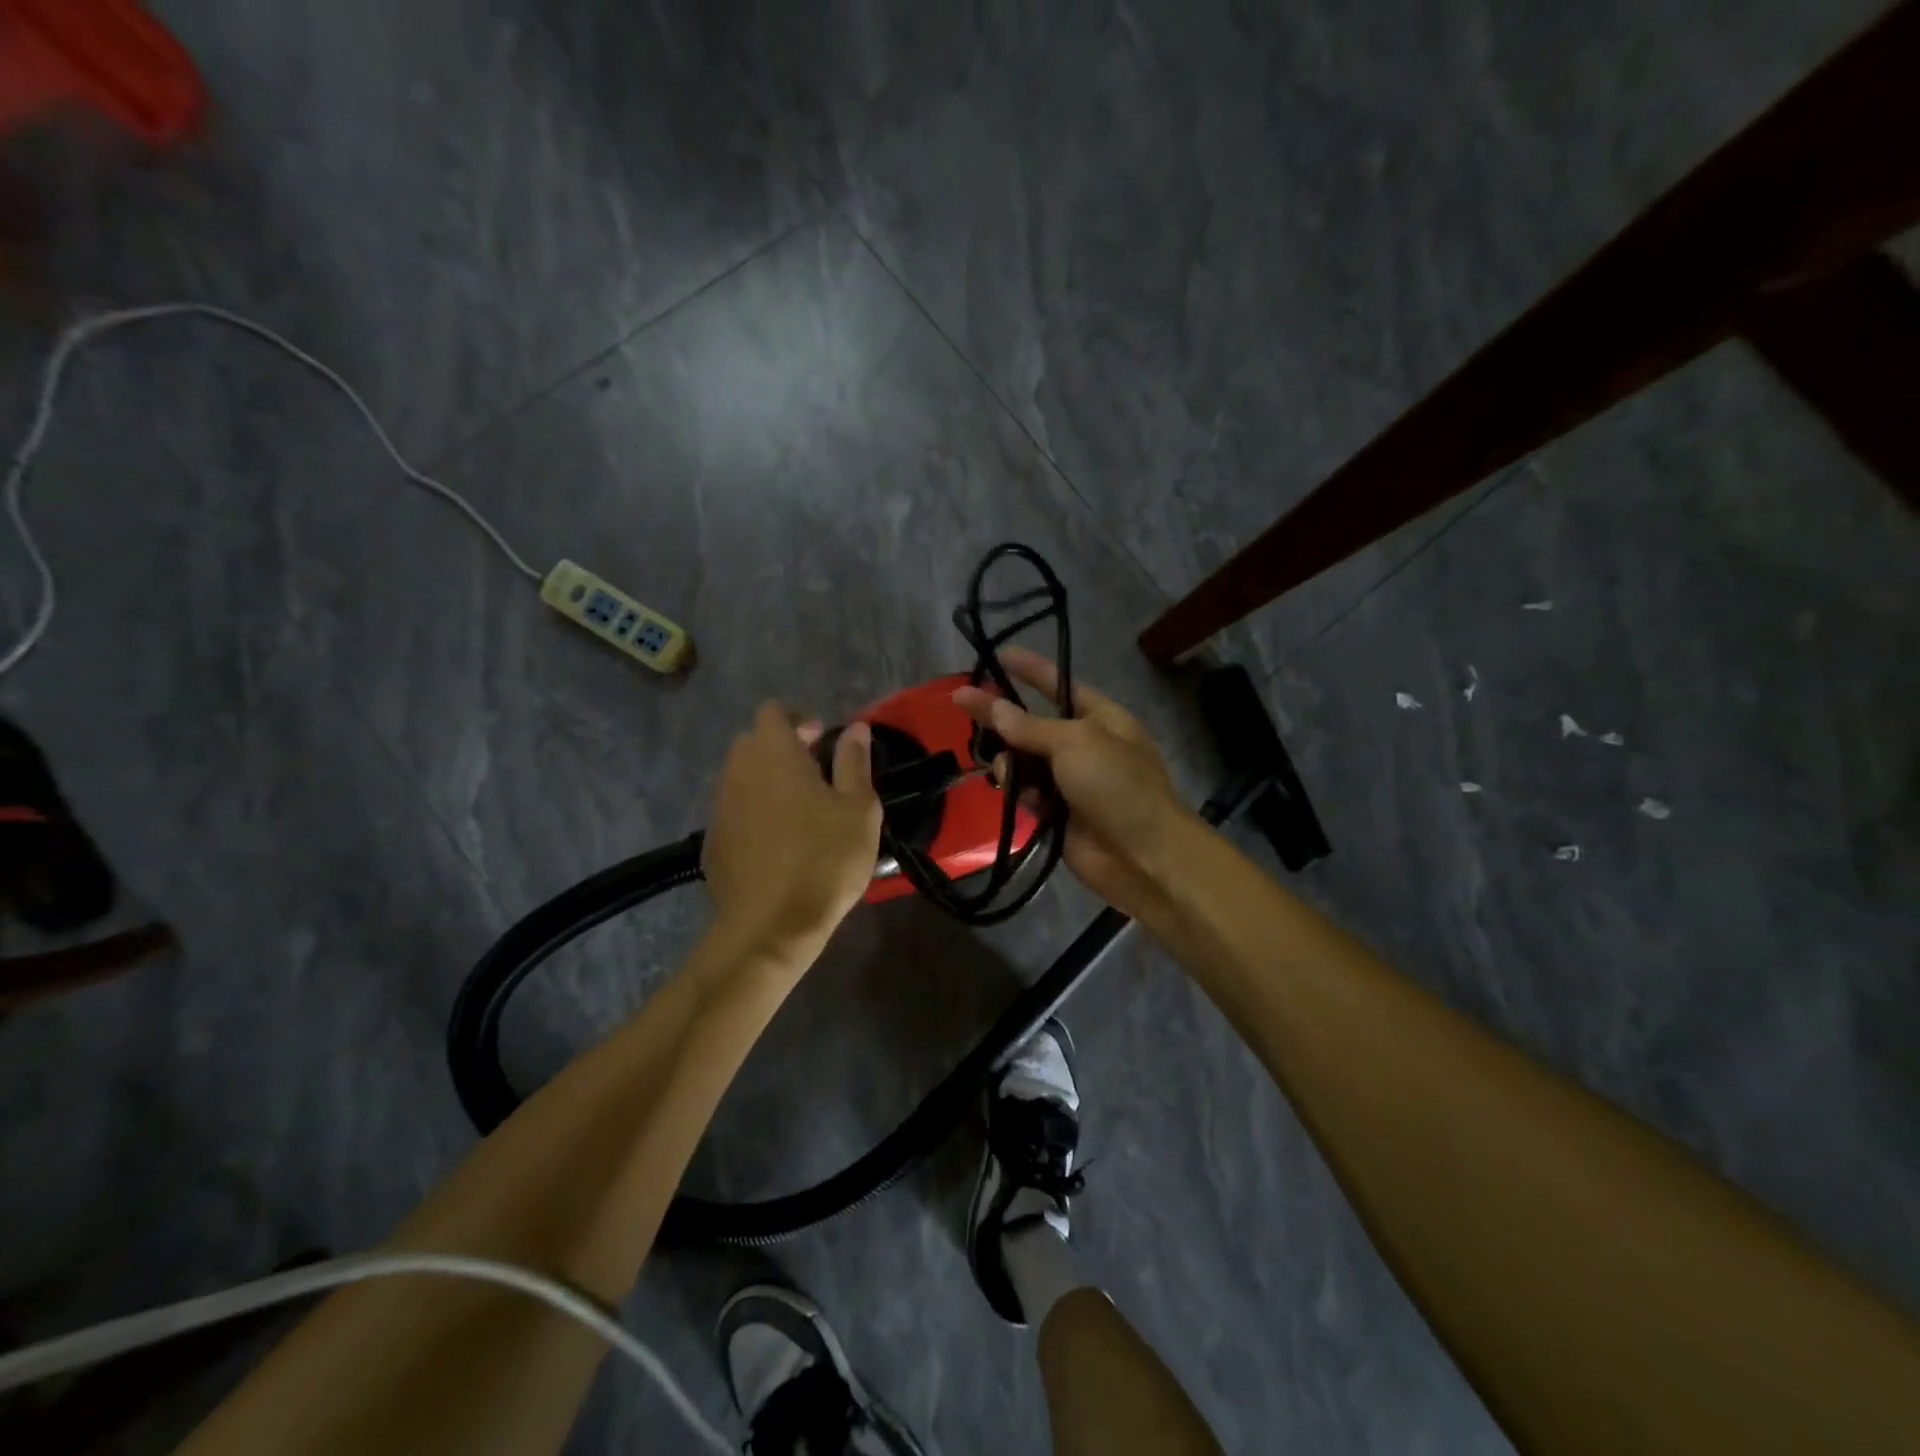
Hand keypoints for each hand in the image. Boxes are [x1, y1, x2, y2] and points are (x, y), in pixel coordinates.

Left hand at [702, 704, 881, 962]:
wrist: (770, 927)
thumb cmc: (825, 860)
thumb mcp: (858, 809)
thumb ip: (855, 762)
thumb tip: (855, 728)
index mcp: (775, 754)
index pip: (773, 712)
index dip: (798, 719)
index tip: (822, 741)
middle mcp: (739, 771)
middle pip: (753, 742)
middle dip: (782, 748)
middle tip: (816, 774)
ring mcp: (720, 807)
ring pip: (741, 776)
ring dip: (767, 781)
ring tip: (799, 811)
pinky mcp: (712, 840)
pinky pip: (734, 810)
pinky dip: (753, 813)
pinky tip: (777, 844)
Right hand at [952, 648, 1194, 922]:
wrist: (1143, 856)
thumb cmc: (1117, 785)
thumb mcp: (1075, 742)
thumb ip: (1030, 726)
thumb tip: (994, 708)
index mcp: (1101, 718)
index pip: (1060, 685)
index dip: (1031, 669)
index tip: (999, 655)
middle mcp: (1084, 745)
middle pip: (1032, 724)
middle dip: (1002, 717)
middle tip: (961, 701)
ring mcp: (1070, 781)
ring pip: (1022, 760)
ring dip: (1010, 762)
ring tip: (1006, 772)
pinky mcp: (1056, 814)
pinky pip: (1025, 793)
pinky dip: (1019, 793)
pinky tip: (1021, 798)